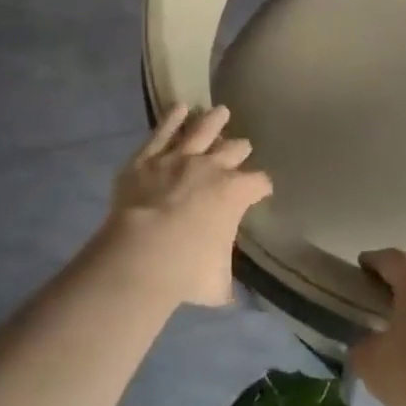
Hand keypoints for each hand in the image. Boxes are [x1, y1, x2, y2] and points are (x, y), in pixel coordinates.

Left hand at [98, 104, 271, 308]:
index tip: (262, 190)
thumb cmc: (187, 270)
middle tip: (241, 146)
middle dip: (239, 148)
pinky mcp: (148, 157)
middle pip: (233, 150)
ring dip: (212, 121)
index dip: (262, 186)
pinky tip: (179, 108)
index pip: (259, 183)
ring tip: (219, 111)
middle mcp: (212, 167)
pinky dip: (172, 118)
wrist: (143, 252)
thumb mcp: (217, 284)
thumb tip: (232, 297)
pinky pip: (163, 131)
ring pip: (201, 130)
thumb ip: (226, 283)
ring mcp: (179, 158)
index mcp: (235, 193)